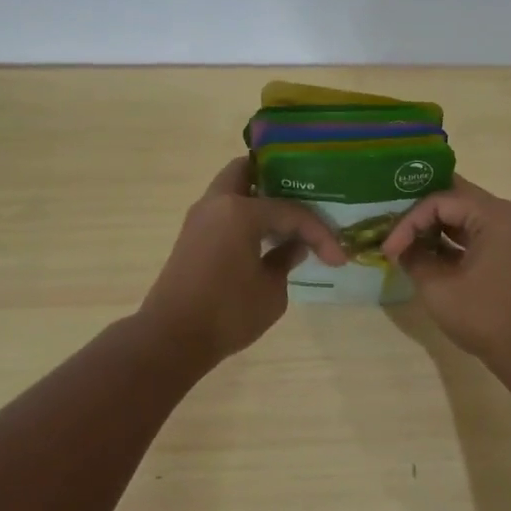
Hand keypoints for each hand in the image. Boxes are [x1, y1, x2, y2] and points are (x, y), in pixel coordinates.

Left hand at [139, 157, 346, 365]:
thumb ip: (286, 260)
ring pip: (233, 191)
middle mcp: (217, 203)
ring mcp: (200, 219)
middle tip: (304, 200)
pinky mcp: (192, 237)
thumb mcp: (272, 290)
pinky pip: (225, 212)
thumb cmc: (227, 313)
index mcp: (239, 210)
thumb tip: (294, 247)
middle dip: (277, 181)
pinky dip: (246, 217)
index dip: (319, 233)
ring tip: (289, 221)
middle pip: (248, 171)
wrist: (172, 339)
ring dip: (259, 200)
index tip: (338, 258)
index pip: (291, 211)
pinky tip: (267, 238)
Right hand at [380, 176, 510, 367]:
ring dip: (438, 225)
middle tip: (394, 228)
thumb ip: (414, 258)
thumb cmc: (485, 317)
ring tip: (408, 241)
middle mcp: (510, 214)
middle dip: (422, 214)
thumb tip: (401, 248)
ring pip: (468, 214)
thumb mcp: (438, 288)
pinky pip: (480, 232)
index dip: (409, 221)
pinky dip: (455, 239)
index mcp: (495, 216)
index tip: (390, 248)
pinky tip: (431, 253)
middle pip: (457, 198)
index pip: (441, 200)